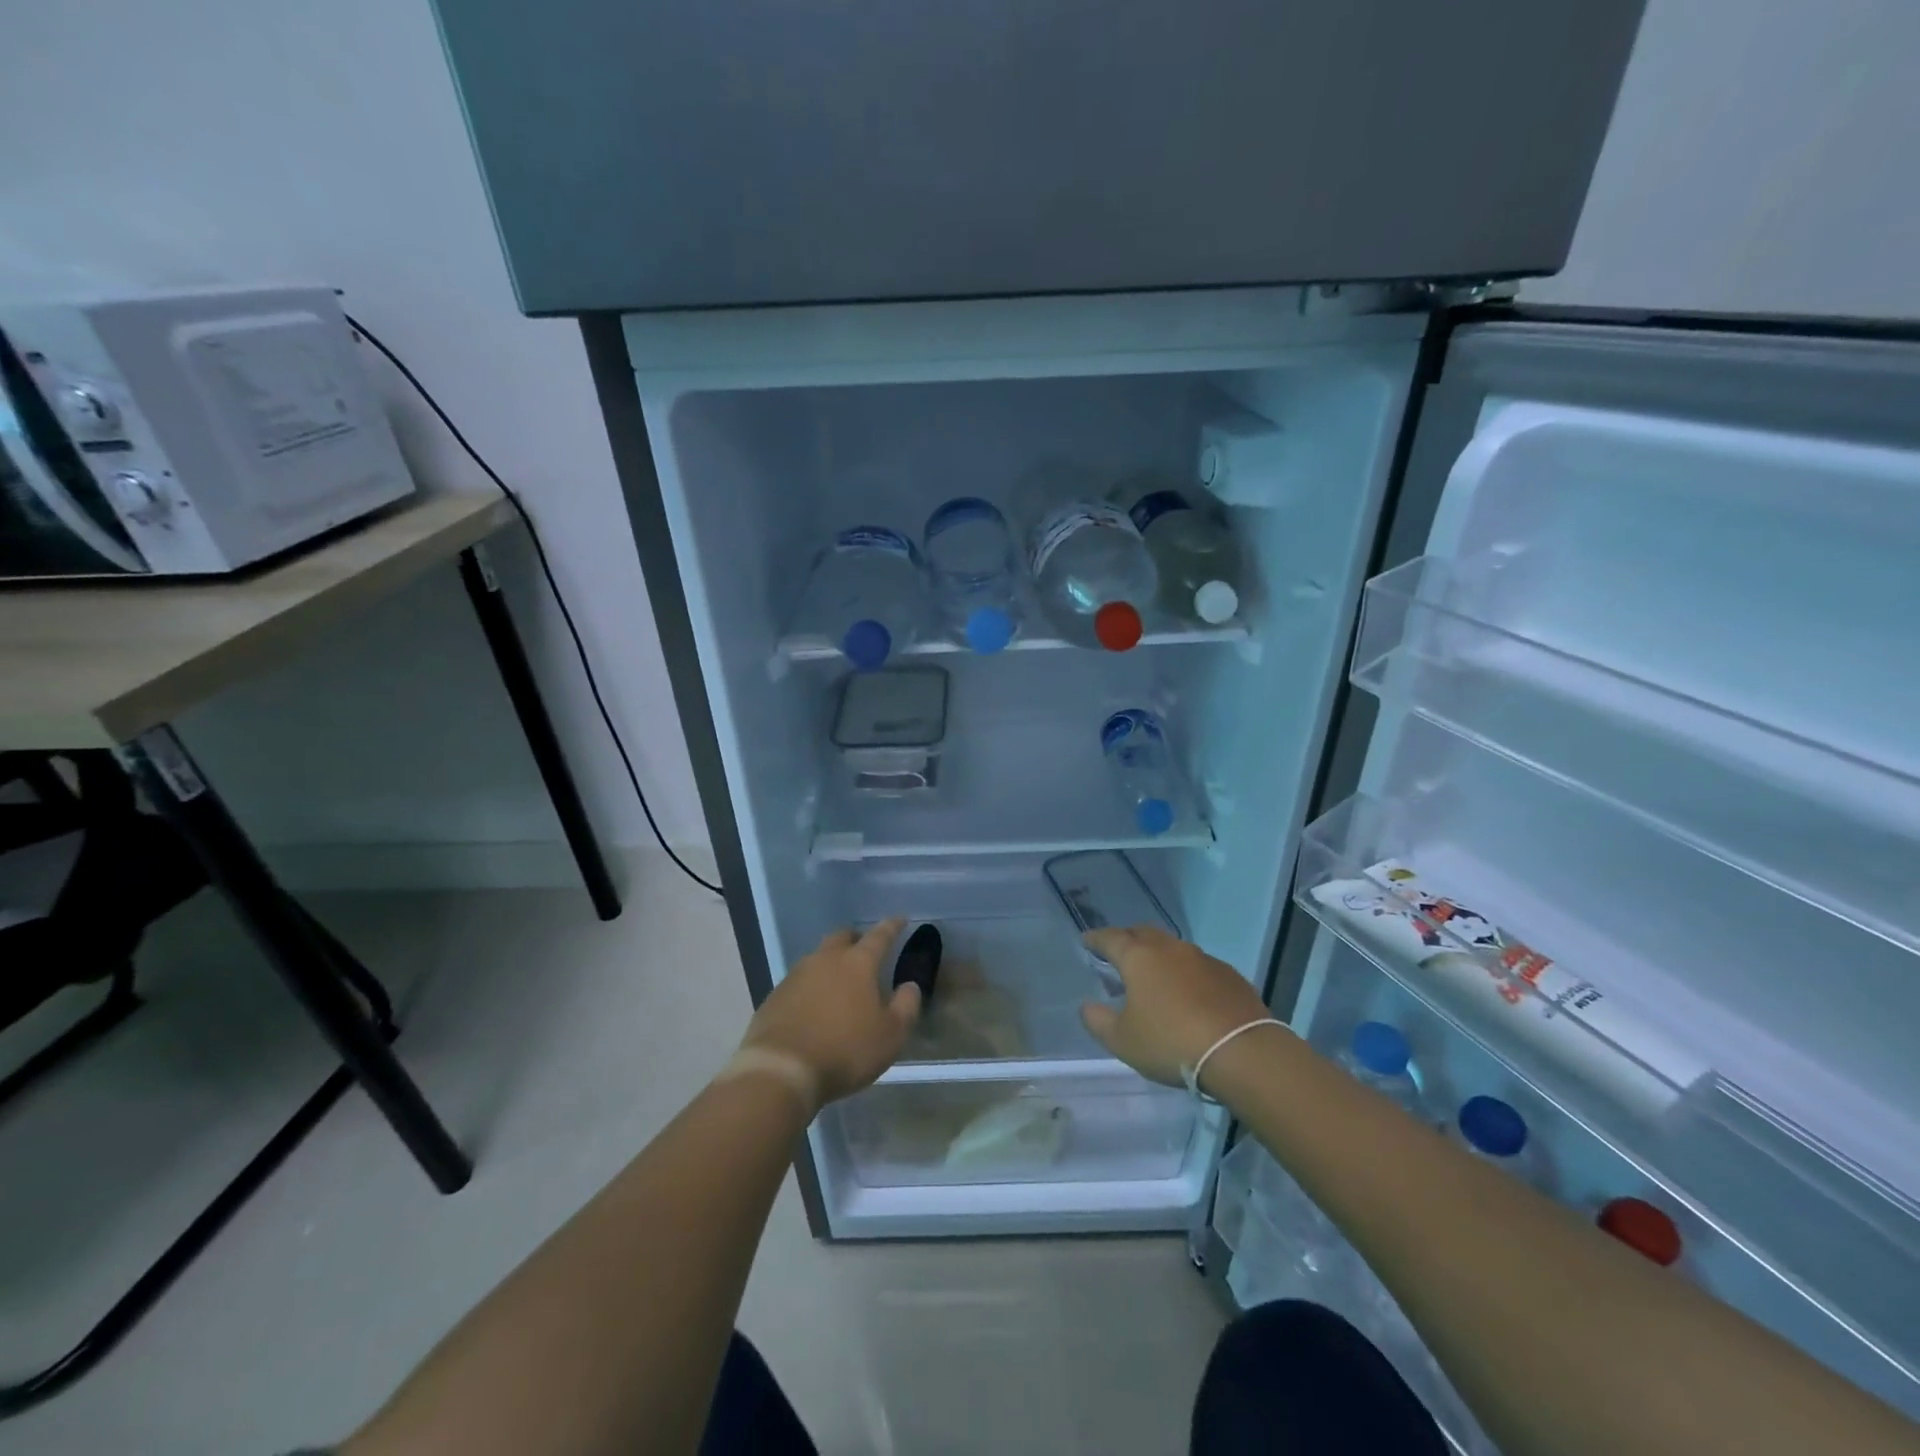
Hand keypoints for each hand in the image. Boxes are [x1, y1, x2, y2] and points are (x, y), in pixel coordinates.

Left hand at [739, 920, 920, 1110]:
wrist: (781, 1071)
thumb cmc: (845, 1050)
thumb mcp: (890, 1036)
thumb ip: (905, 1007)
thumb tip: (909, 986)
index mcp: (857, 964)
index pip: (879, 936)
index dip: (892, 926)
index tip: (900, 919)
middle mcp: (825, 960)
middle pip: (842, 937)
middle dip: (856, 938)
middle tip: (865, 948)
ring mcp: (796, 976)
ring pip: (817, 958)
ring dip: (831, 963)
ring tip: (840, 981)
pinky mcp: (774, 996)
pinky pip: (799, 982)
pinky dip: (811, 986)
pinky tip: (813, 1005)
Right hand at [1079, 925, 1268, 1086]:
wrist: (1242, 1052)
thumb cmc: (1171, 1043)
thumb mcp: (1123, 1041)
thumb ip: (1098, 1021)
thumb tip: (1087, 1006)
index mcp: (1138, 958)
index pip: (1110, 938)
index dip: (1096, 939)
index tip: (1086, 940)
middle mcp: (1169, 949)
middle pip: (1143, 933)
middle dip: (1127, 939)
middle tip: (1119, 952)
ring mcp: (1203, 958)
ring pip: (1173, 947)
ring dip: (1159, 955)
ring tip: (1154, 973)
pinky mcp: (1229, 975)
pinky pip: (1198, 965)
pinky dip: (1186, 972)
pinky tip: (1189, 992)